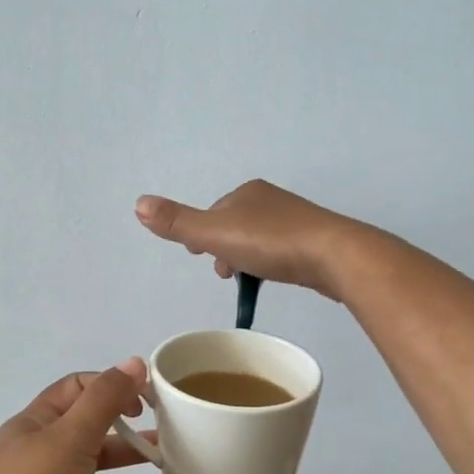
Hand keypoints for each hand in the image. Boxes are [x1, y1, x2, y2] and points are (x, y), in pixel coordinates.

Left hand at [0, 361, 187, 473]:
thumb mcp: (69, 438)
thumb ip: (105, 400)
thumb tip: (134, 363)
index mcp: (37, 427)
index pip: (78, 392)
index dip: (114, 391)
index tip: (151, 403)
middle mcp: (43, 461)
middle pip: (98, 446)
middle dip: (137, 451)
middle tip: (179, 454)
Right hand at [135, 180, 370, 300]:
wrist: (335, 255)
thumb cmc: (272, 243)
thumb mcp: (216, 233)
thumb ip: (178, 223)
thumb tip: (138, 203)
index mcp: (247, 192)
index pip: (214, 213)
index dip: (201, 235)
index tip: (198, 256)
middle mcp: (271, 200)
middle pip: (235, 225)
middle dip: (224, 248)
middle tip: (222, 274)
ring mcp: (296, 220)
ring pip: (258, 240)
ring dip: (246, 258)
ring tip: (246, 281)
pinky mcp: (315, 241)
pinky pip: (281, 251)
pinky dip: (270, 263)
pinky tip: (274, 278)